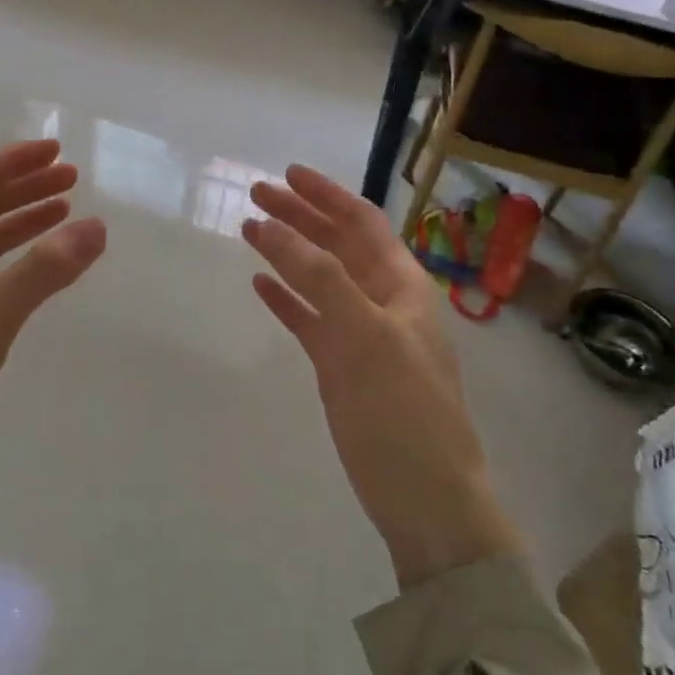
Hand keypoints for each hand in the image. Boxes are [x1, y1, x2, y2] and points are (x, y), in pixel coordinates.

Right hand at [243, 166, 521, 586]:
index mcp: (403, 285)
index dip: (327, 194)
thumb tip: (273, 227)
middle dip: (300, 217)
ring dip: (288, 253)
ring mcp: (362, 335)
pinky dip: (287, 299)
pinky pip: (310, 320)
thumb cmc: (403, 410)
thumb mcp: (364, 335)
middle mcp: (383, 302)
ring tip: (248, 229)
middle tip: (256, 194)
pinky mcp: (343, 368)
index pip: (363, 223)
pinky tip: (260, 285)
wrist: (426, 501)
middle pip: (337, 245)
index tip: (287, 173)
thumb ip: (320, 278)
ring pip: (320, 280)